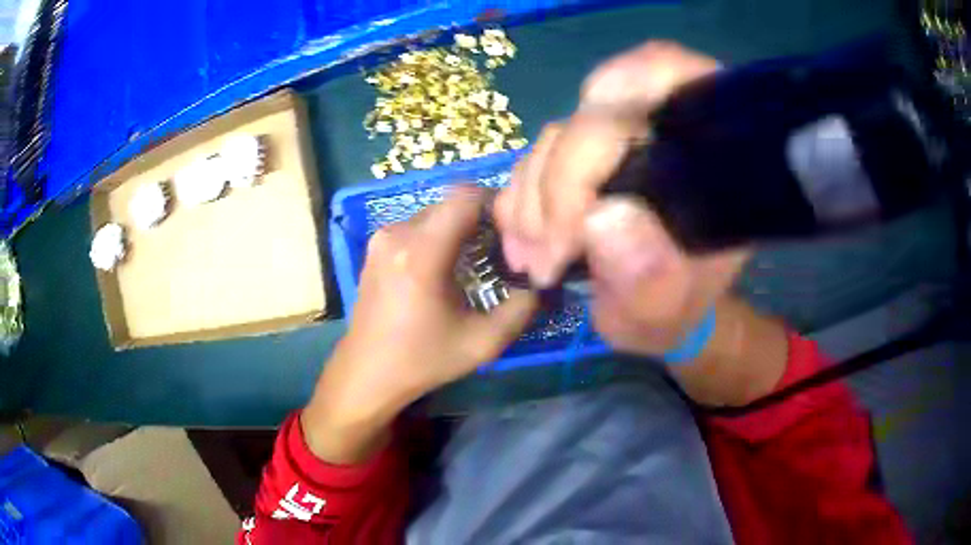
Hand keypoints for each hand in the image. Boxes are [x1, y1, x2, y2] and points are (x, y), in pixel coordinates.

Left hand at [303, 188, 536, 462]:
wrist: (366, 373)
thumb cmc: (422, 360)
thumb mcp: (482, 343)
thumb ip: (521, 309)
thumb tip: (540, 280)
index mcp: (422, 252)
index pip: (465, 196)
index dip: (495, 203)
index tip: (511, 231)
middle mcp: (398, 233)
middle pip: (450, 203)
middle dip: (479, 220)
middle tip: (498, 251)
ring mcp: (382, 238)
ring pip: (434, 213)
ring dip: (458, 229)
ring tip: (473, 262)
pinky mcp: (376, 247)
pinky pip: (416, 226)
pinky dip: (438, 236)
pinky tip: (445, 269)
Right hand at [494, 41, 748, 355]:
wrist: (657, 308)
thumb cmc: (674, 309)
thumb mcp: (667, 313)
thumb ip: (651, 279)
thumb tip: (604, 218)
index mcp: (708, 146)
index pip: (665, 75)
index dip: (610, 116)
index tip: (578, 208)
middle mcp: (662, 125)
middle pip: (594, 112)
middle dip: (556, 186)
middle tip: (544, 258)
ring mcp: (618, 137)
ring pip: (557, 136)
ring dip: (530, 200)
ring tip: (532, 261)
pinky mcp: (584, 155)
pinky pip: (536, 157)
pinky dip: (518, 199)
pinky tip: (522, 242)